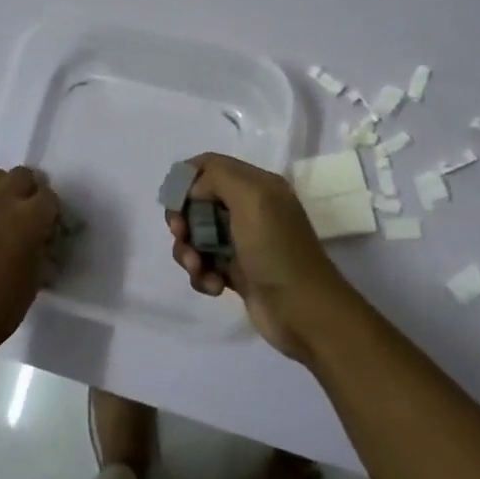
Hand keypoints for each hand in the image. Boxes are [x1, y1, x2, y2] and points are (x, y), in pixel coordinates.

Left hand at [0, 166, 60, 362]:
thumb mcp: (33, 283)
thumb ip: (40, 253)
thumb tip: (40, 245)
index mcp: (29, 218)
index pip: (49, 197)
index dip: (51, 211)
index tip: (48, 228)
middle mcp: (1, 202)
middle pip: (21, 175)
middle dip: (28, 190)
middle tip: (26, 214)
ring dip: (2, 191)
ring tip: (0, 215)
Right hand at [166, 153, 361, 360]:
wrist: (303, 312)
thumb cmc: (276, 250)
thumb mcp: (252, 198)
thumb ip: (217, 177)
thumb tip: (193, 191)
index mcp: (257, 185)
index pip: (209, 166)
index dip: (186, 180)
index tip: (176, 203)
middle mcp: (249, 209)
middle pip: (197, 201)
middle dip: (183, 219)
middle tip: (182, 235)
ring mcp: (242, 242)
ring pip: (196, 236)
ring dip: (189, 252)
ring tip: (200, 268)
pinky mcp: (236, 272)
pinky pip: (203, 264)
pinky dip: (201, 274)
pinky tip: (214, 286)